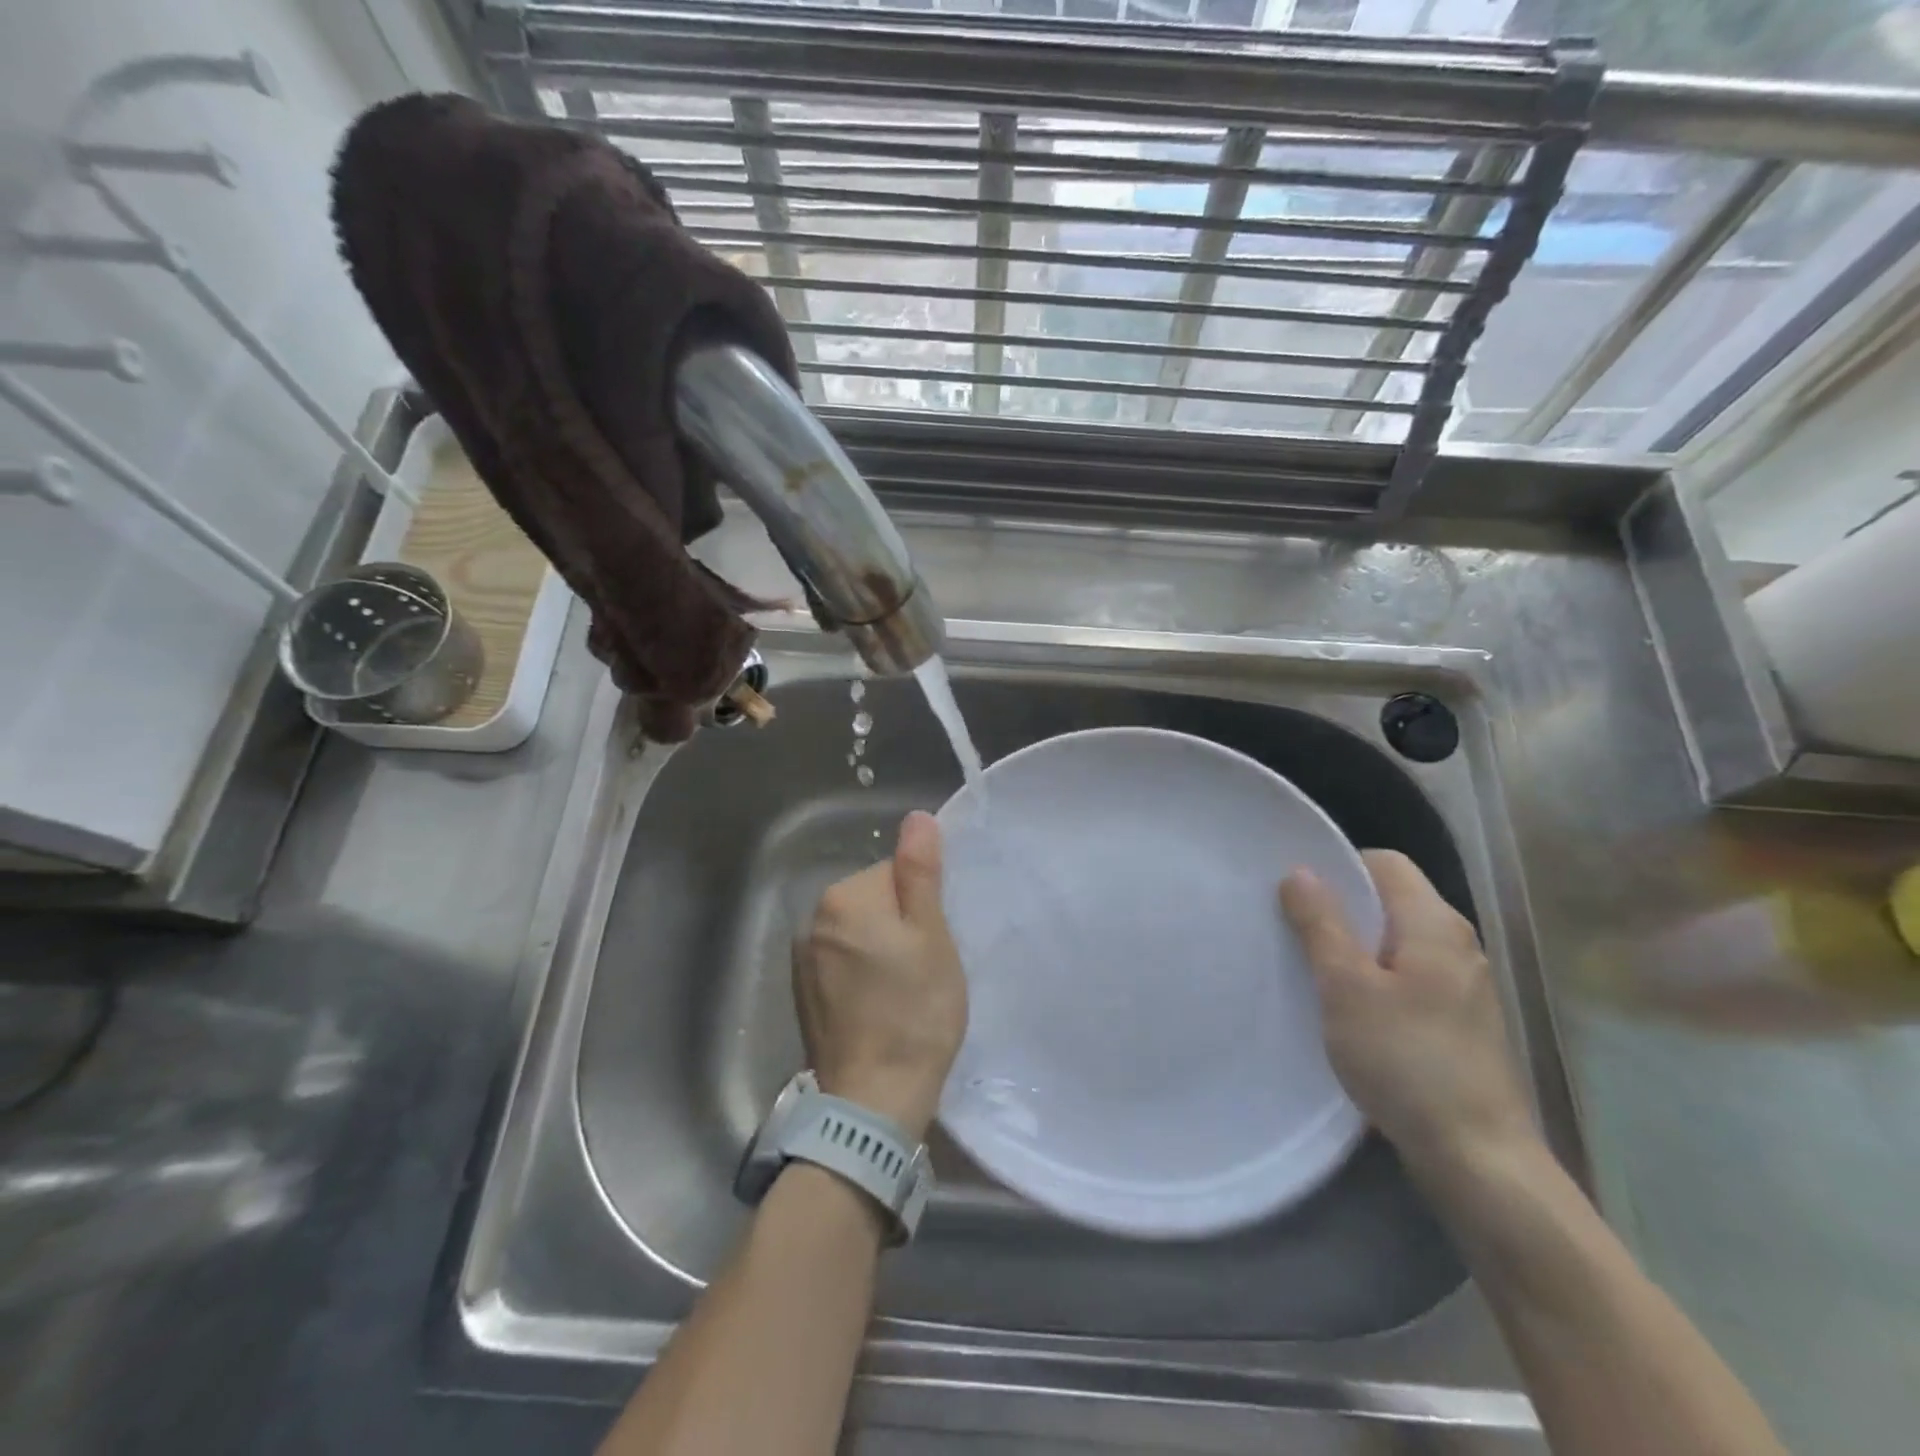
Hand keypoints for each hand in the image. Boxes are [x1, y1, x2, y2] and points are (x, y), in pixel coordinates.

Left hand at [793, 811, 968, 1141]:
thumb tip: (916, 817)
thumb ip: (920, 872)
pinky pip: (841, 963)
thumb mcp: (931, 935)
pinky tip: (878, 1008)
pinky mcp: (801, 993)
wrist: (873, 1100)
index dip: (922, 905)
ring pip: (858, 933)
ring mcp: (802, 959)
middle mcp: (812, 919)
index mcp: (844, 897)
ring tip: (903, 993)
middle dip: (900, 925)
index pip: (894, 873)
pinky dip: (861, 975)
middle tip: (924, 969)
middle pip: (873, 900)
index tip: (934, 943)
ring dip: (880, 950)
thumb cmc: (915, 1011)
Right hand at [1280, 850, 1536, 1183]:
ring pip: (1396, 940)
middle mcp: (1457, 942)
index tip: (1295, 893)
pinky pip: (1407, 974)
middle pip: (1390, 899)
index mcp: (1434, 923)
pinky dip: (1374, 978)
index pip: (1384, 862)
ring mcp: (1462, 983)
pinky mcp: (1459, 1019)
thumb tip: (1300, 871)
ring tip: (1311, 968)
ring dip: (1353, 946)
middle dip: (1340, 908)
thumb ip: (1321, 924)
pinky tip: (1347, 1008)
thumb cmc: (1405, 1059)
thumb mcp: (1346, 986)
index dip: (1338, 866)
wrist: (1477, 1157)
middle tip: (1291, 929)